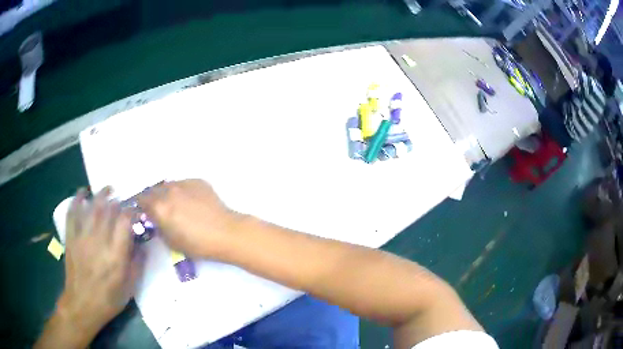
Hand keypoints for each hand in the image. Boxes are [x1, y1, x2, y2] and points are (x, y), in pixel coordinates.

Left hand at [58, 187, 142, 339]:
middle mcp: (99, 242)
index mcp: (116, 256)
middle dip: (116, 200)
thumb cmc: (109, 299)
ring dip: (100, 195)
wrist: (82, 304)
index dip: (131, 212)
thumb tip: (143, 244)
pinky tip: (82, 193)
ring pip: (91, 208)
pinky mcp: (71, 238)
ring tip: (107, 188)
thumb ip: (137, 264)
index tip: (135, 211)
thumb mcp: (130, 288)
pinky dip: (76, 200)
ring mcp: (82, 238)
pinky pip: (72, 214)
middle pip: (107, 210)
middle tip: (121, 197)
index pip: (124, 223)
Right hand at [137, 179, 243, 258]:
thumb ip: (158, 227)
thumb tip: (154, 219)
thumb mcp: (170, 241)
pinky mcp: (198, 181)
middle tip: (159, 209)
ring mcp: (184, 183)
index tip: (145, 211)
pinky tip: (191, 202)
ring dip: (167, 193)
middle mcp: (168, 190)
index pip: (141, 199)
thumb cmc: (197, 244)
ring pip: (169, 185)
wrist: (225, 233)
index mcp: (159, 206)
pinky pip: (184, 184)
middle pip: (154, 190)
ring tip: (176, 205)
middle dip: (153, 198)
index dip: (141, 205)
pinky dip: (182, 191)